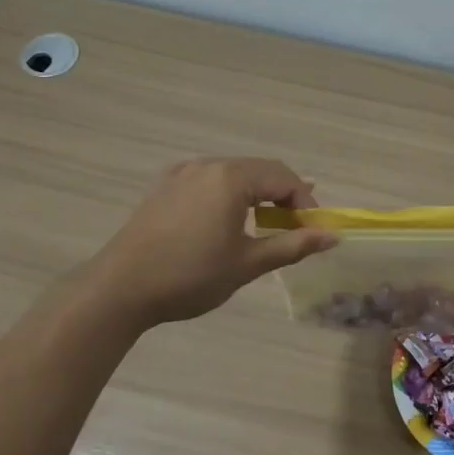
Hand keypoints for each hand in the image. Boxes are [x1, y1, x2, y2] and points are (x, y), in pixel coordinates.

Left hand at [83, 158, 336, 328]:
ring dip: (257, 195)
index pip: (284, 178)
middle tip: (295, 229)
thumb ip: (292, 246)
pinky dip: (229, 194)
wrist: (119, 289)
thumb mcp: (247, 263)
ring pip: (234, 174)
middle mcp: (208, 165)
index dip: (305, 203)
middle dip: (284, 196)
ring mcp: (182, 173)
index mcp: (231, 178)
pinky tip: (227, 217)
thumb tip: (333, 237)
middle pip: (261, 170)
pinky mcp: (163, 187)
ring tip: (267, 224)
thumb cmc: (190, 276)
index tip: (313, 233)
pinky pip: (208, 180)